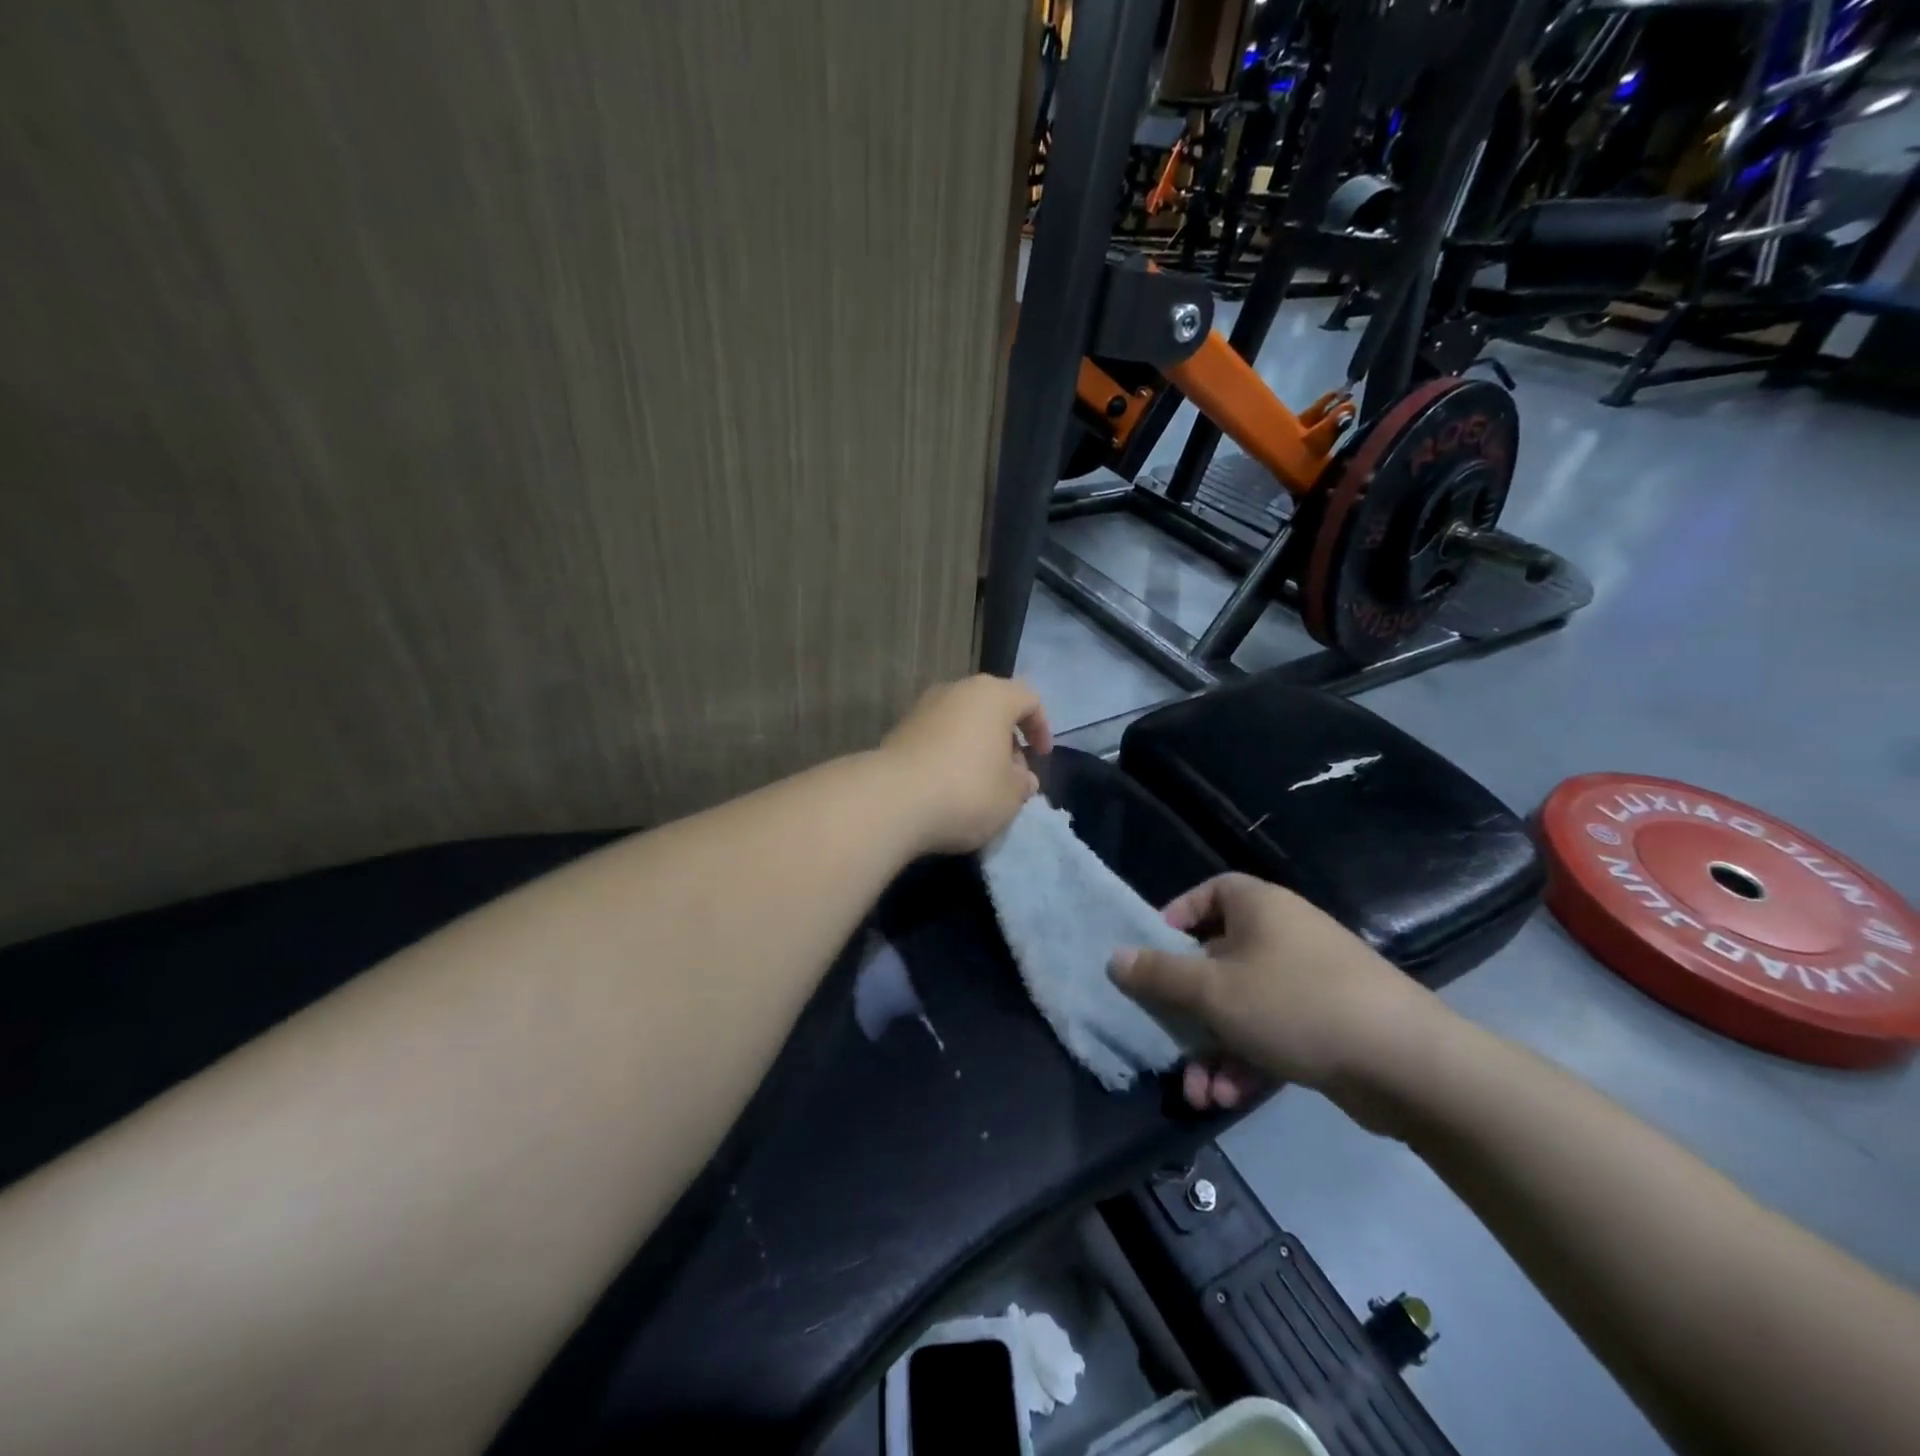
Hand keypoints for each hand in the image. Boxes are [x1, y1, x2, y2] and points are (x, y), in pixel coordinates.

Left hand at [880, 675, 1052, 854]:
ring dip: (976, 746)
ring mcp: (923, 707)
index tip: (1041, 757)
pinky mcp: (899, 730)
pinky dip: (949, 753)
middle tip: (1011, 773)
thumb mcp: (1010, 796)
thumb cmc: (966, 790)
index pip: (1029, 699)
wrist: (892, 800)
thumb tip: (1022, 777)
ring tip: (980, 782)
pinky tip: (948, 785)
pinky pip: (937, 736)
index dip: (1041, 727)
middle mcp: (956, 690)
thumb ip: (1022, 783)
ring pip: (962, 721)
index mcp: (992, 696)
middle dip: (1006, 738)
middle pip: (992, 707)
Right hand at [1110, 873, 1437, 1119]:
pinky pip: (1272, 1032)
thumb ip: (1158, 975)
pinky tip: (1229, 1098)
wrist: (1406, 1063)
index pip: (1209, 893)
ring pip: (1242, 1006)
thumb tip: (1114, 958)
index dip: (1176, 917)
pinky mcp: (1328, 1023)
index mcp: (1258, 907)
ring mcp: (1309, 980)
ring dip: (1214, 1048)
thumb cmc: (1295, 1004)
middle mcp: (1283, 934)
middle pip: (1217, 960)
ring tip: (1200, 1092)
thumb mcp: (1212, 990)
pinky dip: (1248, 1061)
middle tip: (1168, 1042)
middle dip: (1188, 1010)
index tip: (1154, 954)